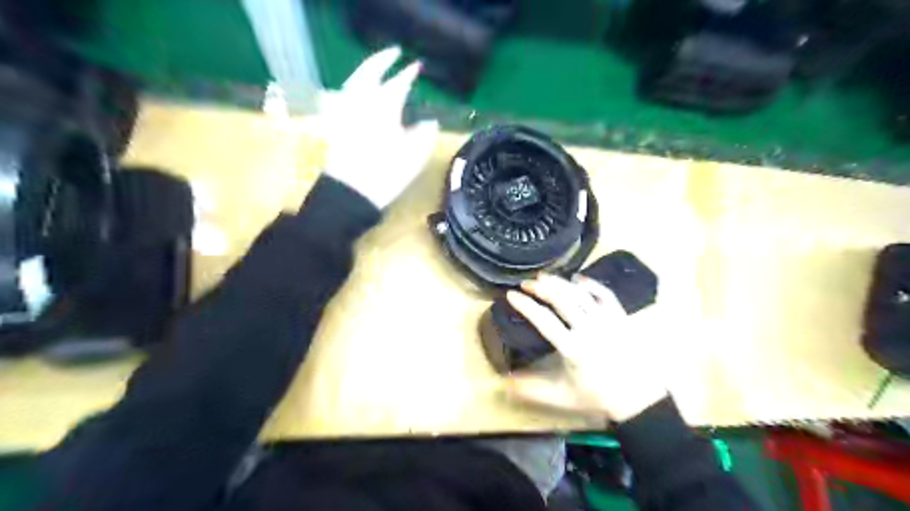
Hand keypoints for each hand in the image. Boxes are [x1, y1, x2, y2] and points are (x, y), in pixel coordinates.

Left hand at [318, 45, 435, 208]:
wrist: (351, 192)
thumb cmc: (386, 175)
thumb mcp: (414, 157)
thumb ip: (424, 135)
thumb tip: (429, 122)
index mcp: (385, 108)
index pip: (398, 83)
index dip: (408, 74)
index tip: (417, 66)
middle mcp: (363, 102)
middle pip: (370, 72)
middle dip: (382, 60)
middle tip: (394, 53)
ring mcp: (346, 111)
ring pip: (353, 80)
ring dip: (365, 69)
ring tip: (375, 67)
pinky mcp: (335, 123)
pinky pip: (341, 96)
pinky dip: (350, 87)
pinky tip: (353, 91)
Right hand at [504, 275, 666, 422]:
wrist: (638, 398)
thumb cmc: (597, 396)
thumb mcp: (562, 396)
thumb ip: (532, 389)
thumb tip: (505, 383)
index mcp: (572, 348)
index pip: (543, 320)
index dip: (525, 305)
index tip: (511, 295)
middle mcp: (589, 329)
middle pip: (561, 300)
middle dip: (540, 287)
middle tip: (526, 282)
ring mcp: (607, 321)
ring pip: (580, 294)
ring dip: (561, 282)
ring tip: (545, 276)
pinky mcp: (621, 317)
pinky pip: (605, 294)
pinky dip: (590, 284)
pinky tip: (577, 279)